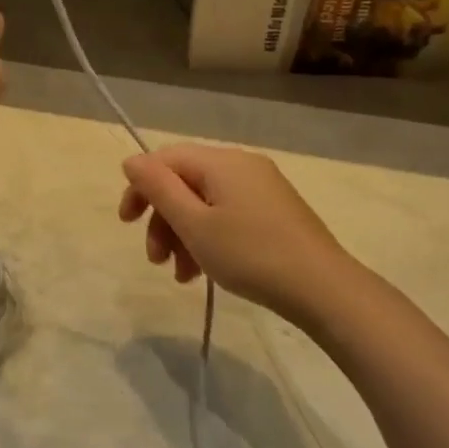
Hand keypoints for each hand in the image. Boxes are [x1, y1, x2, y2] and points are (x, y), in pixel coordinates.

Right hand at [118, 144, 348, 325]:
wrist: (322, 288)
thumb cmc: (250, 254)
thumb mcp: (195, 224)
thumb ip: (159, 189)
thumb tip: (131, 161)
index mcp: (222, 162)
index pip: (165, 159)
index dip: (140, 187)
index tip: (127, 223)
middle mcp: (242, 166)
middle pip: (184, 183)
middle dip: (163, 220)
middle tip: (155, 259)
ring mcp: (261, 189)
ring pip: (204, 204)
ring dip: (183, 236)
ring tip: (180, 275)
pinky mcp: (273, 212)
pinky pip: (227, 216)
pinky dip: (208, 239)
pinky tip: (202, 273)